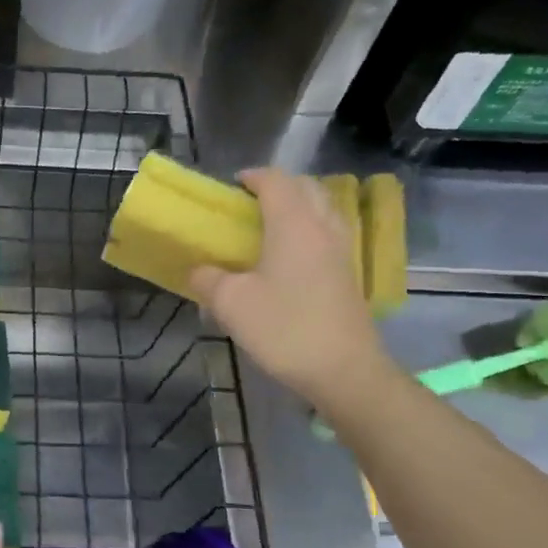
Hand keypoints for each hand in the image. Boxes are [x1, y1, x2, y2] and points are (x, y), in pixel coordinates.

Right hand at [191, 168, 393, 410]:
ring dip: (298, 206)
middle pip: (306, 187)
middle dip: (278, 186)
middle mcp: (322, 227)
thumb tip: (199, 271)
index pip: (276, 181)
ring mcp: (341, 250)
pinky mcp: (348, 273)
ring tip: (270, 225)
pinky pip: (329, 232)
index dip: (253, 177)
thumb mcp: (230, 304)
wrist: (343, 369)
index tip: (232, 186)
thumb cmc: (283, 328)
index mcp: (293, 223)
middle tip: (250, 203)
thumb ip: (208, 280)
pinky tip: (290, 256)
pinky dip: (309, 229)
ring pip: (322, 208)